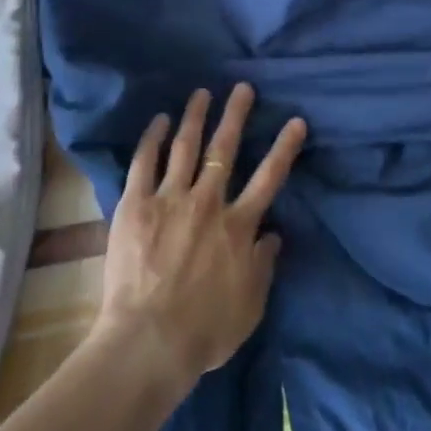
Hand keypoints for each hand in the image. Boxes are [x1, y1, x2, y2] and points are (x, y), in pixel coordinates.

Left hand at [96, 84, 307, 387]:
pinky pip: (144, 163)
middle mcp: (207, 202)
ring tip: (201, 93)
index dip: (284, 147)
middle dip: (236, 116)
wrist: (149, 342)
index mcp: (238, 226)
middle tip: (242, 88)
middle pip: (224, 149)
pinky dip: (152, 139)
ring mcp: (169, 200)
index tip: (295, 120)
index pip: (269, 177)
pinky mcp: (135, 206)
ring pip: (185, 147)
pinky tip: (158, 120)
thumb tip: (273, 234)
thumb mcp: (251, 305)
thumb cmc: (205, 331)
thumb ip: (264, 265)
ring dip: (195, 117)